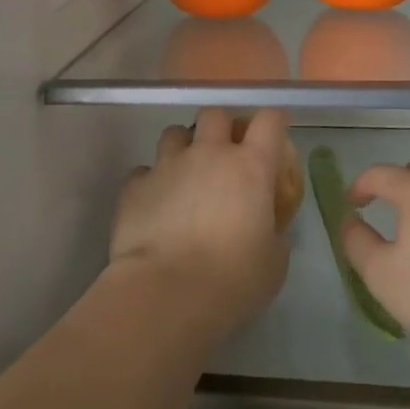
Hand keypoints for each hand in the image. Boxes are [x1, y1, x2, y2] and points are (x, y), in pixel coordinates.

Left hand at [111, 109, 292, 344]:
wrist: (166, 294)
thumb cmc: (232, 281)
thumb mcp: (273, 261)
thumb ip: (272, 231)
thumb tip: (264, 226)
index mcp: (250, 166)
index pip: (269, 121)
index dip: (273, 122)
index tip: (273, 133)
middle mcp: (209, 153)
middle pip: (215, 114)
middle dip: (220, 127)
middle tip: (223, 153)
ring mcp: (168, 164)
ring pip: (174, 133)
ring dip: (182, 148)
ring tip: (184, 175)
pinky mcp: (135, 184)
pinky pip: (144, 171)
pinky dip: (151, 183)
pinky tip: (154, 206)